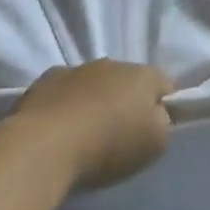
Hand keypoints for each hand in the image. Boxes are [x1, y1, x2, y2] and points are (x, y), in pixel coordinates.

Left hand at [7, 59, 171, 189]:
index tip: (155, 131)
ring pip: (94, 84)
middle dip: (126, 102)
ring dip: (94, 101)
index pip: (165, 85)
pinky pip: (64, 91)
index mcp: (143, 75)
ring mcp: (75, 69)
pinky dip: (66, 105)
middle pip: (128, 82)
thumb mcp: (154, 144)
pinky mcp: (44, 81)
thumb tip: (155, 115)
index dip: (165, 107)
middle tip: (120, 135)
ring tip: (85, 135)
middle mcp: (111, 63)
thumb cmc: (108, 145)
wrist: (44, 146)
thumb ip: (162, 124)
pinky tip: (60, 131)